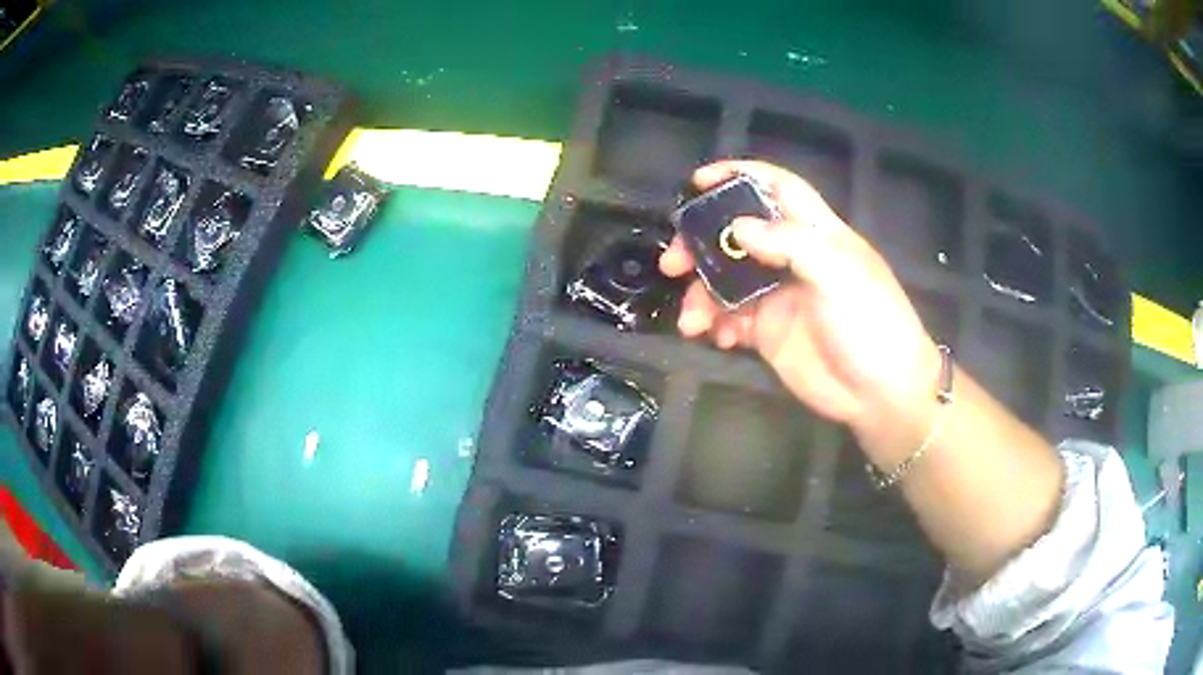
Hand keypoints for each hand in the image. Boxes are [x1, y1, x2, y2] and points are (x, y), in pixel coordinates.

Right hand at [660, 160, 940, 454]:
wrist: (881, 395)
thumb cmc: (871, 324)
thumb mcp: (839, 275)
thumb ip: (790, 243)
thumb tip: (737, 227)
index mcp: (817, 233)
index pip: (778, 188)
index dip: (740, 176)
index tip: (699, 181)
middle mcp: (793, 258)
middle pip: (738, 234)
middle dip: (702, 243)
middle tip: (673, 261)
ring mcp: (779, 296)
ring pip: (726, 280)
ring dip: (702, 294)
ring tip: (692, 320)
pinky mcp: (769, 332)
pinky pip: (730, 318)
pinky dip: (716, 324)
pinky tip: (717, 338)